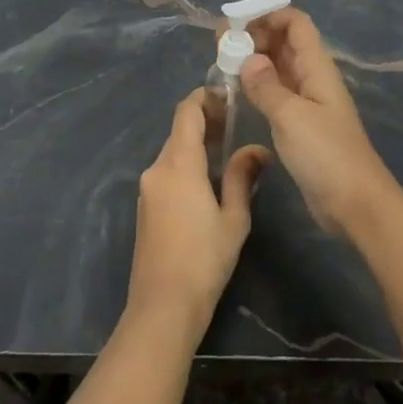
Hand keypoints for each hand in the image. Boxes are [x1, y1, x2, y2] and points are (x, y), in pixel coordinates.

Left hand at [124, 91, 268, 340]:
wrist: (163, 307)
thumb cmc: (205, 260)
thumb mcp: (234, 217)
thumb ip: (242, 176)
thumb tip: (258, 149)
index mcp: (178, 164)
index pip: (186, 112)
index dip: (205, 97)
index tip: (228, 96)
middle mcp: (157, 168)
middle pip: (179, 131)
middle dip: (205, 122)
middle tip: (236, 124)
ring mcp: (146, 188)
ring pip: (172, 152)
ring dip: (196, 145)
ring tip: (227, 151)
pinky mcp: (144, 207)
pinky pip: (166, 172)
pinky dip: (186, 165)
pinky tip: (207, 180)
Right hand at [240, 9, 401, 234]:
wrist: (355, 204)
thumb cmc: (326, 155)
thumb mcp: (291, 116)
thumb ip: (266, 85)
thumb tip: (248, 58)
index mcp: (316, 68)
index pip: (296, 24)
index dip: (268, 16)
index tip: (235, 24)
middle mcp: (313, 78)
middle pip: (285, 42)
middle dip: (255, 36)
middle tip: (219, 46)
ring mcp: (308, 102)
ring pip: (278, 68)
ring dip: (253, 61)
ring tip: (222, 66)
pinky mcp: (300, 125)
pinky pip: (277, 93)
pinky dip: (257, 86)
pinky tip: (236, 93)